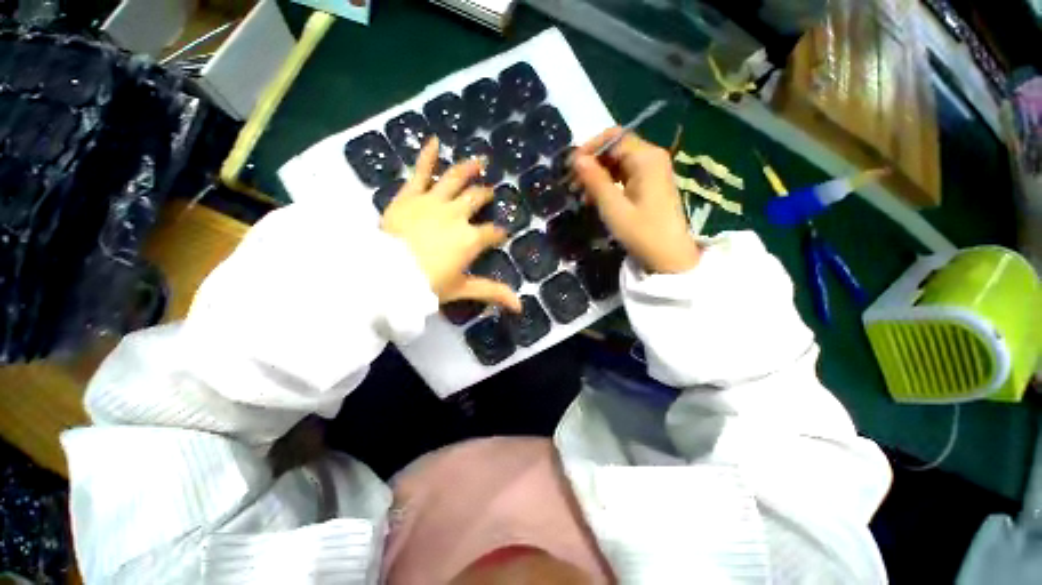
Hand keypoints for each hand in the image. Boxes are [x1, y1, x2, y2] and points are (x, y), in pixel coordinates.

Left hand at [381, 138, 521, 311]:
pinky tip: (434, 140)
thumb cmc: (427, 284)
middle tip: (489, 193)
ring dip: (469, 168)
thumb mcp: (463, 289)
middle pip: (477, 199)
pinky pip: (420, 171)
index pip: (493, 232)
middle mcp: (457, 215)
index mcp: (471, 239)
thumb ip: (493, 292)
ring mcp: (434, 201)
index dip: (498, 233)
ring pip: (456, 179)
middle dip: (485, 196)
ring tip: (480, 160)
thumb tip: (521, 307)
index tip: (501, 234)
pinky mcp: (411, 195)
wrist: (387, 275)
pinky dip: (427, 155)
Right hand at [572, 129, 699, 273]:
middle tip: (573, 183)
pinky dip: (608, 183)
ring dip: (598, 174)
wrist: (670, 257)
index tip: (571, 167)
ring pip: (619, 163)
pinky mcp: (650, 186)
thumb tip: (576, 159)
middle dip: (592, 163)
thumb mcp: (614, 208)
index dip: (590, 148)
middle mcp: (652, 158)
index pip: (614, 137)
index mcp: (647, 158)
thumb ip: (595, 181)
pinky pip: (625, 176)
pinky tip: (595, 198)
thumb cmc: (642, 232)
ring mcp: (653, 172)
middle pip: (616, 149)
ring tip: (580, 194)